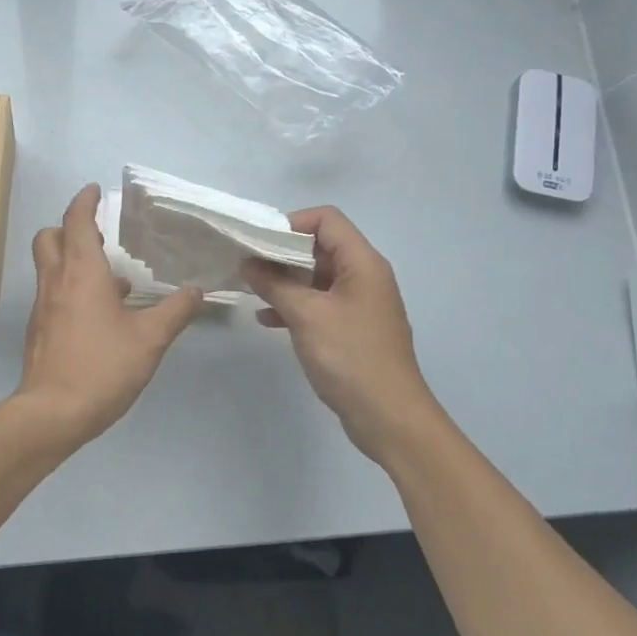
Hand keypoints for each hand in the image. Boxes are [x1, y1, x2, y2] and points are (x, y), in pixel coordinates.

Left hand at [16, 184, 201, 448]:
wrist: (53, 413)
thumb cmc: (102, 367)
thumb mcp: (150, 339)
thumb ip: (175, 311)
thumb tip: (196, 291)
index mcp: (81, 272)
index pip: (76, 221)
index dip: (85, 201)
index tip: (95, 190)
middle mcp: (56, 281)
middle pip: (50, 237)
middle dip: (69, 228)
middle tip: (99, 234)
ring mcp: (43, 306)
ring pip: (50, 266)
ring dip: (73, 260)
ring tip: (113, 278)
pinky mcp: (40, 329)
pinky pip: (53, 293)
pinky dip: (72, 288)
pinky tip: (102, 315)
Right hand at [241, 206, 438, 457]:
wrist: (388, 416)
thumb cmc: (350, 357)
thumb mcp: (306, 316)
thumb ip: (274, 284)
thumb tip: (248, 262)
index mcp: (362, 263)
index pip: (327, 219)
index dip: (292, 223)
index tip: (259, 243)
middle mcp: (364, 276)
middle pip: (320, 246)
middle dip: (282, 253)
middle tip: (248, 265)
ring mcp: (359, 303)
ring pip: (317, 277)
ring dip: (285, 280)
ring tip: (251, 290)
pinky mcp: (352, 328)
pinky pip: (320, 303)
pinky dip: (295, 305)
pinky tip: (267, 320)